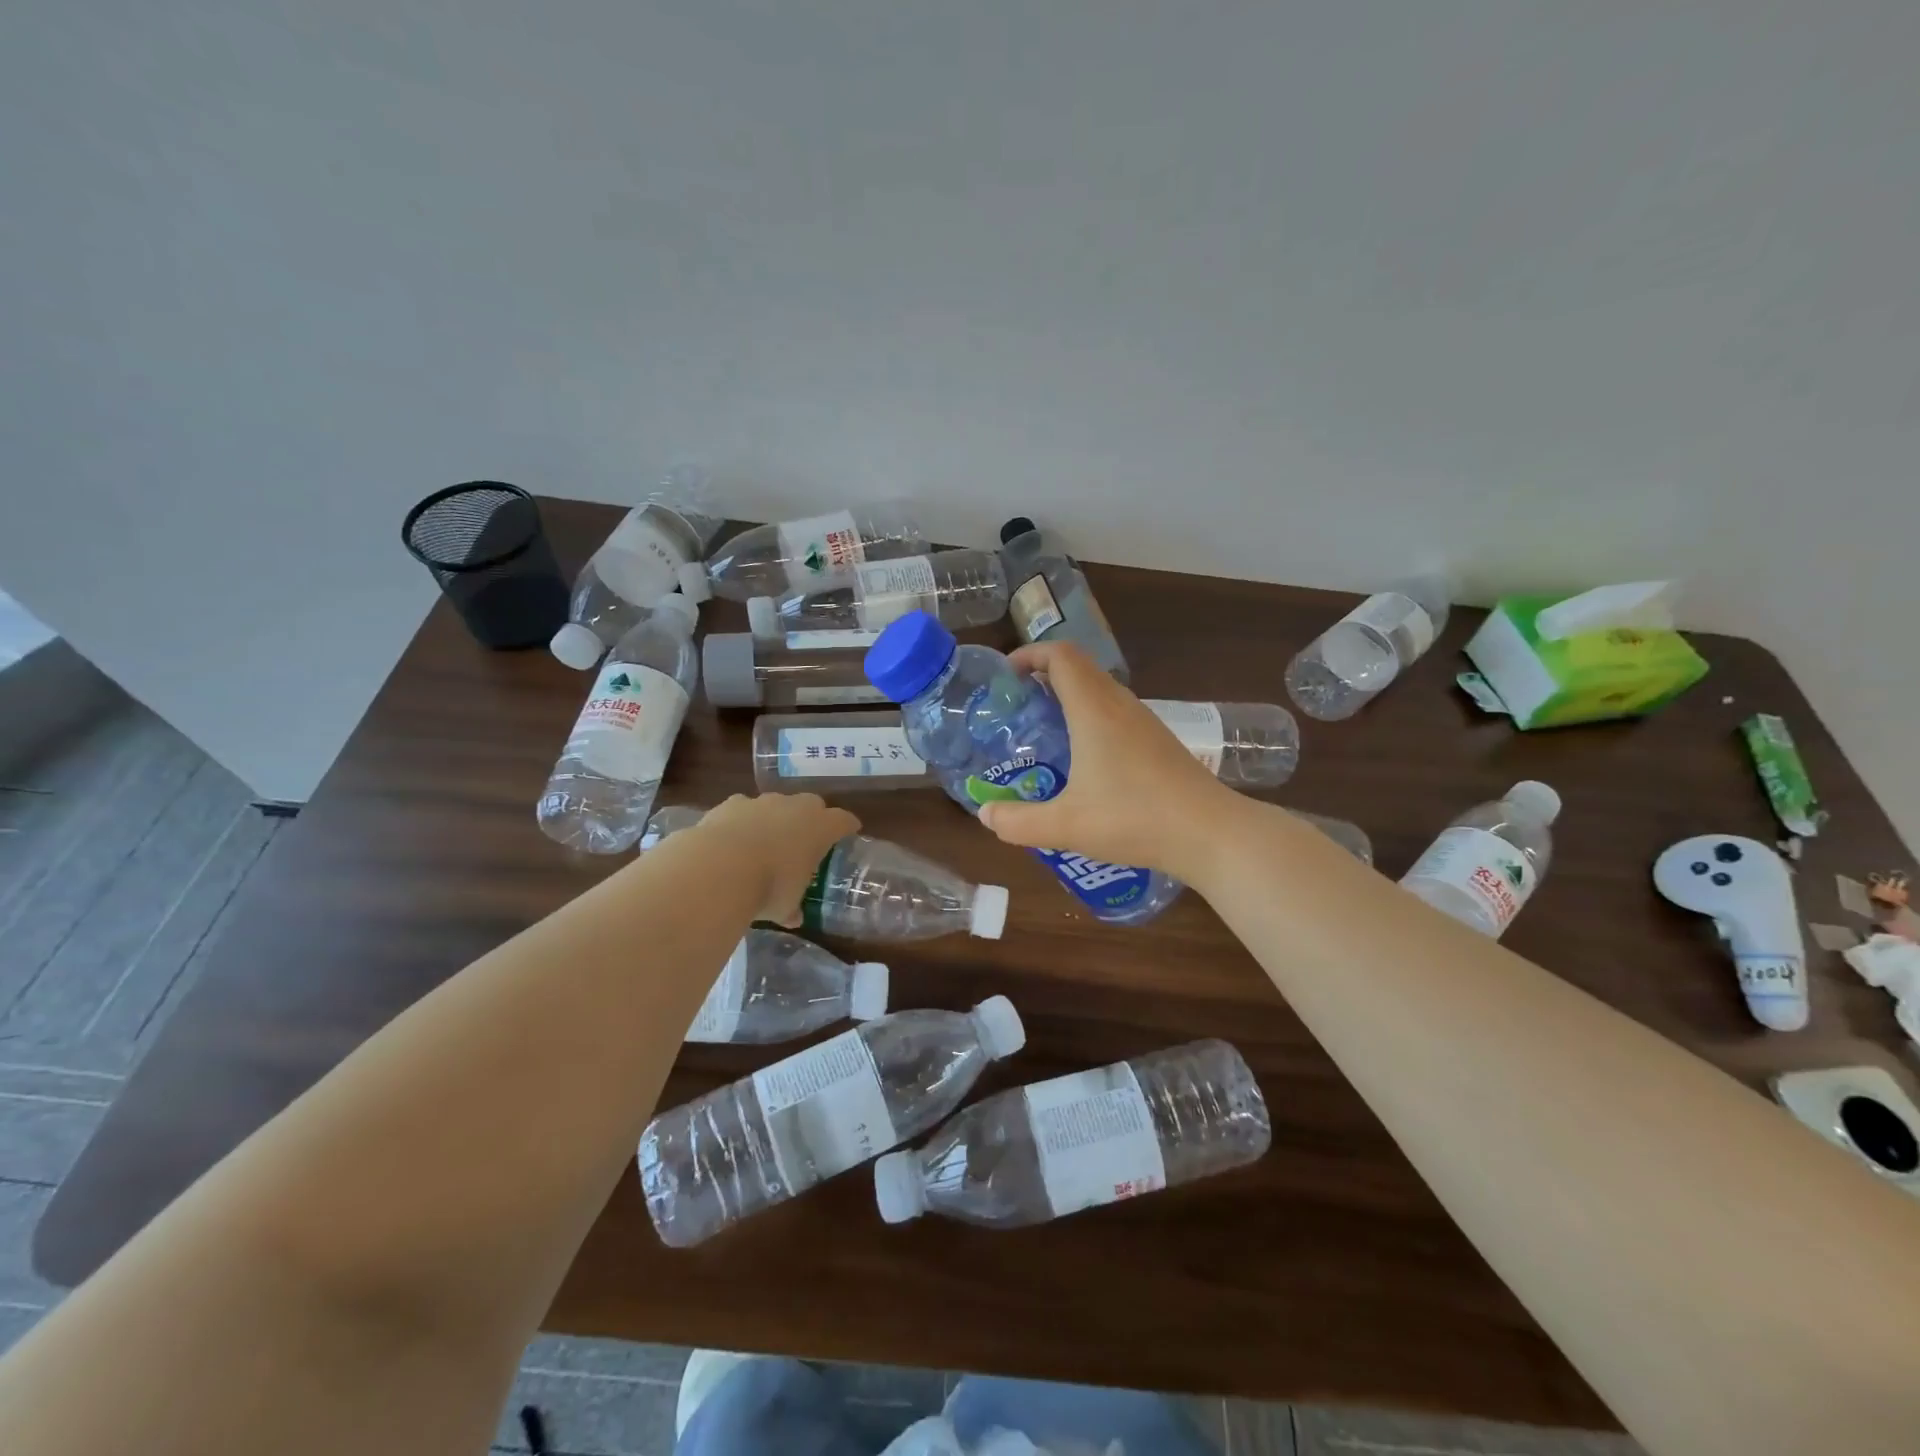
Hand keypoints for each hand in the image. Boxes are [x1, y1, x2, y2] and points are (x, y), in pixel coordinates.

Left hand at [696, 793, 859, 925]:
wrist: (720, 866)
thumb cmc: (769, 887)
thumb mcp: (786, 906)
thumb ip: (792, 907)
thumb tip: (793, 918)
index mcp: (820, 828)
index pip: (843, 820)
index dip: (847, 826)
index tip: (849, 832)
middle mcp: (795, 807)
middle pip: (812, 804)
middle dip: (812, 817)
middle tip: (807, 837)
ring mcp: (763, 802)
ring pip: (776, 804)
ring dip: (775, 818)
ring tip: (765, 841)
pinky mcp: (732, 803)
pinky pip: (744, 808)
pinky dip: (743, 821)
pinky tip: (733, 839)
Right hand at [976, 642, 1242, 882]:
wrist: (1211, 833)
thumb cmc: (1136, 820)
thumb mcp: (1066, 827)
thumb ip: (1018, 822)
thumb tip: (985, 815)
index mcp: (1094, 710)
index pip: (1060, 656)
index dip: (1029, 654)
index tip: (1005, 676)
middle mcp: (1119, 705)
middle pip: (1079, 667)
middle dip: (1042, 674)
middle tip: (1015, 705)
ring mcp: (1144, 721)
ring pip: (1099, 688)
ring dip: (1068, 695)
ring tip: (1042, 730)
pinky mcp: (1158, 740)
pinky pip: (1114, 710)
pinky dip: (1089, 715)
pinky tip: (1082, 758)